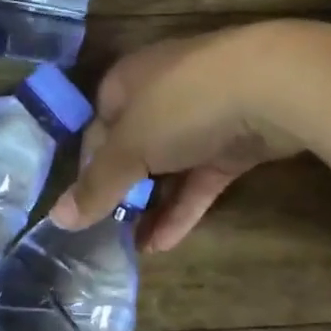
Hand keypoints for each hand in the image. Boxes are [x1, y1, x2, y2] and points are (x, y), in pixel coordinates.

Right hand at [50, 23, 309, 250]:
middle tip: (108, 234)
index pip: (97, 128)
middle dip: (123, 191)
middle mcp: (163, 94)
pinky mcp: (235, 143)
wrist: (272, 87)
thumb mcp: (130, 146)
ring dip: (152, 206)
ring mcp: (203, 118)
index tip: (83, 209)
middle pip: (134, 148)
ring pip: (170, 167)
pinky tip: (163, 244)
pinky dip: (183, 207)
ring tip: (133, 249)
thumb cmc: (184, 105)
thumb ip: (98, 185)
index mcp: (129, 81)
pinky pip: (201, 179)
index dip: (88, 168)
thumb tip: (58, 218)